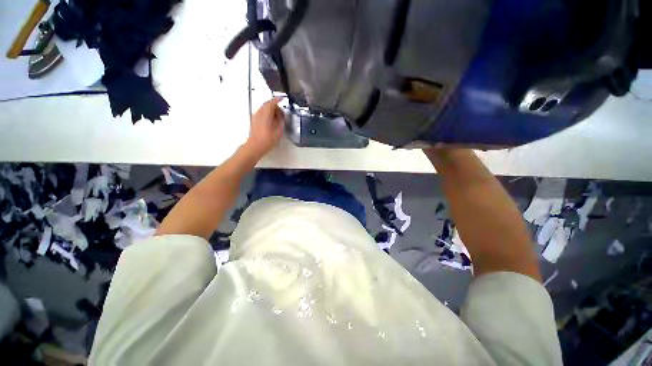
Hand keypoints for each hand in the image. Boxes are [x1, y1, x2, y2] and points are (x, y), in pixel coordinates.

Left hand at [245, 97, 284, 157]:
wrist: (255, 146)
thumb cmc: (267, 140)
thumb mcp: (278, 131)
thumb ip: (280, 121)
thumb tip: (280, 115)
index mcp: (265, 114)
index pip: (271, 103)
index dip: (277, 99)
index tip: (282, 98)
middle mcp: (259, 113)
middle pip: (267, 104)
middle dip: (275, 105)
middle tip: (281, 111)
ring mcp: (255, 116)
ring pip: (264, 108)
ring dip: (271, 109)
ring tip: (277, 117)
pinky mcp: (254, 120)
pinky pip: (261, 112)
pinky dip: (267, 113)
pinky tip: (271, 120)